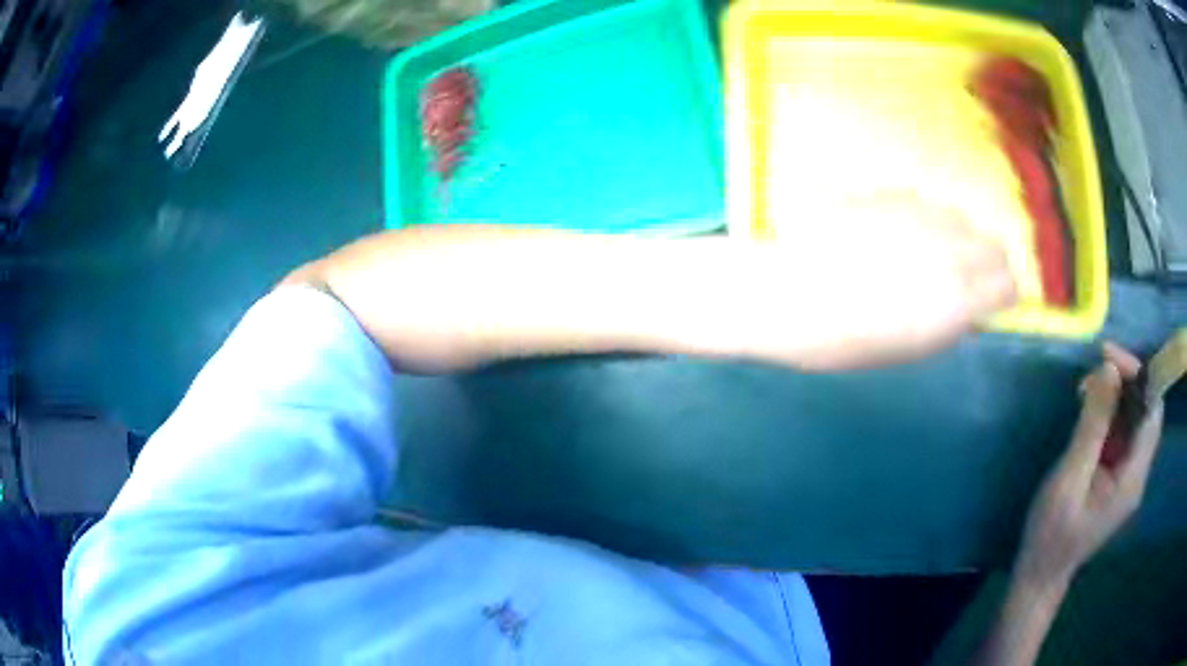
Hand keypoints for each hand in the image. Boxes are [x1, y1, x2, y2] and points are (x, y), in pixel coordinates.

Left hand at [736, 193, 1017, 369]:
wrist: (784, 290)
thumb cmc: (842, 339)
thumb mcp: (907, 349)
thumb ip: (951, 320)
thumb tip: (973, 304)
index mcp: (956, 299)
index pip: (1007, 285)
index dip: (1002, 294)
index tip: (993, 302)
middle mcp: (948, 250)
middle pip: (994, 247)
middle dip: (988, 265)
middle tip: (966, 280)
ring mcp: (920, 215)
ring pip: (963, 220)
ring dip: (957, 239)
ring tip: (929, 256)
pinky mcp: (892, 194)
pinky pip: (927, 206)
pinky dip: (927, 222)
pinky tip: (900, 236)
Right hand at [1016, 343, 1164, 586]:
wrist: (1041, 575)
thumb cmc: (1052, 534)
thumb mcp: (1069, 479)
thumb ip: (1093, 426)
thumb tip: (1109, 369)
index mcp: (1132, 478)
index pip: (1151, 410)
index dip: (1138, 375)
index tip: (1109, 356)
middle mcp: (1138, 473)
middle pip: (1146, 410)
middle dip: (1126, 381)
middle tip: (1095, 368)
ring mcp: (1129, 477)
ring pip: (1135, 419)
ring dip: (1117, 396)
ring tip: (1087, 389)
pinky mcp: (1118, 478)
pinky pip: (1123, 433)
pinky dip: (1111, 413)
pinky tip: (1090, 411)